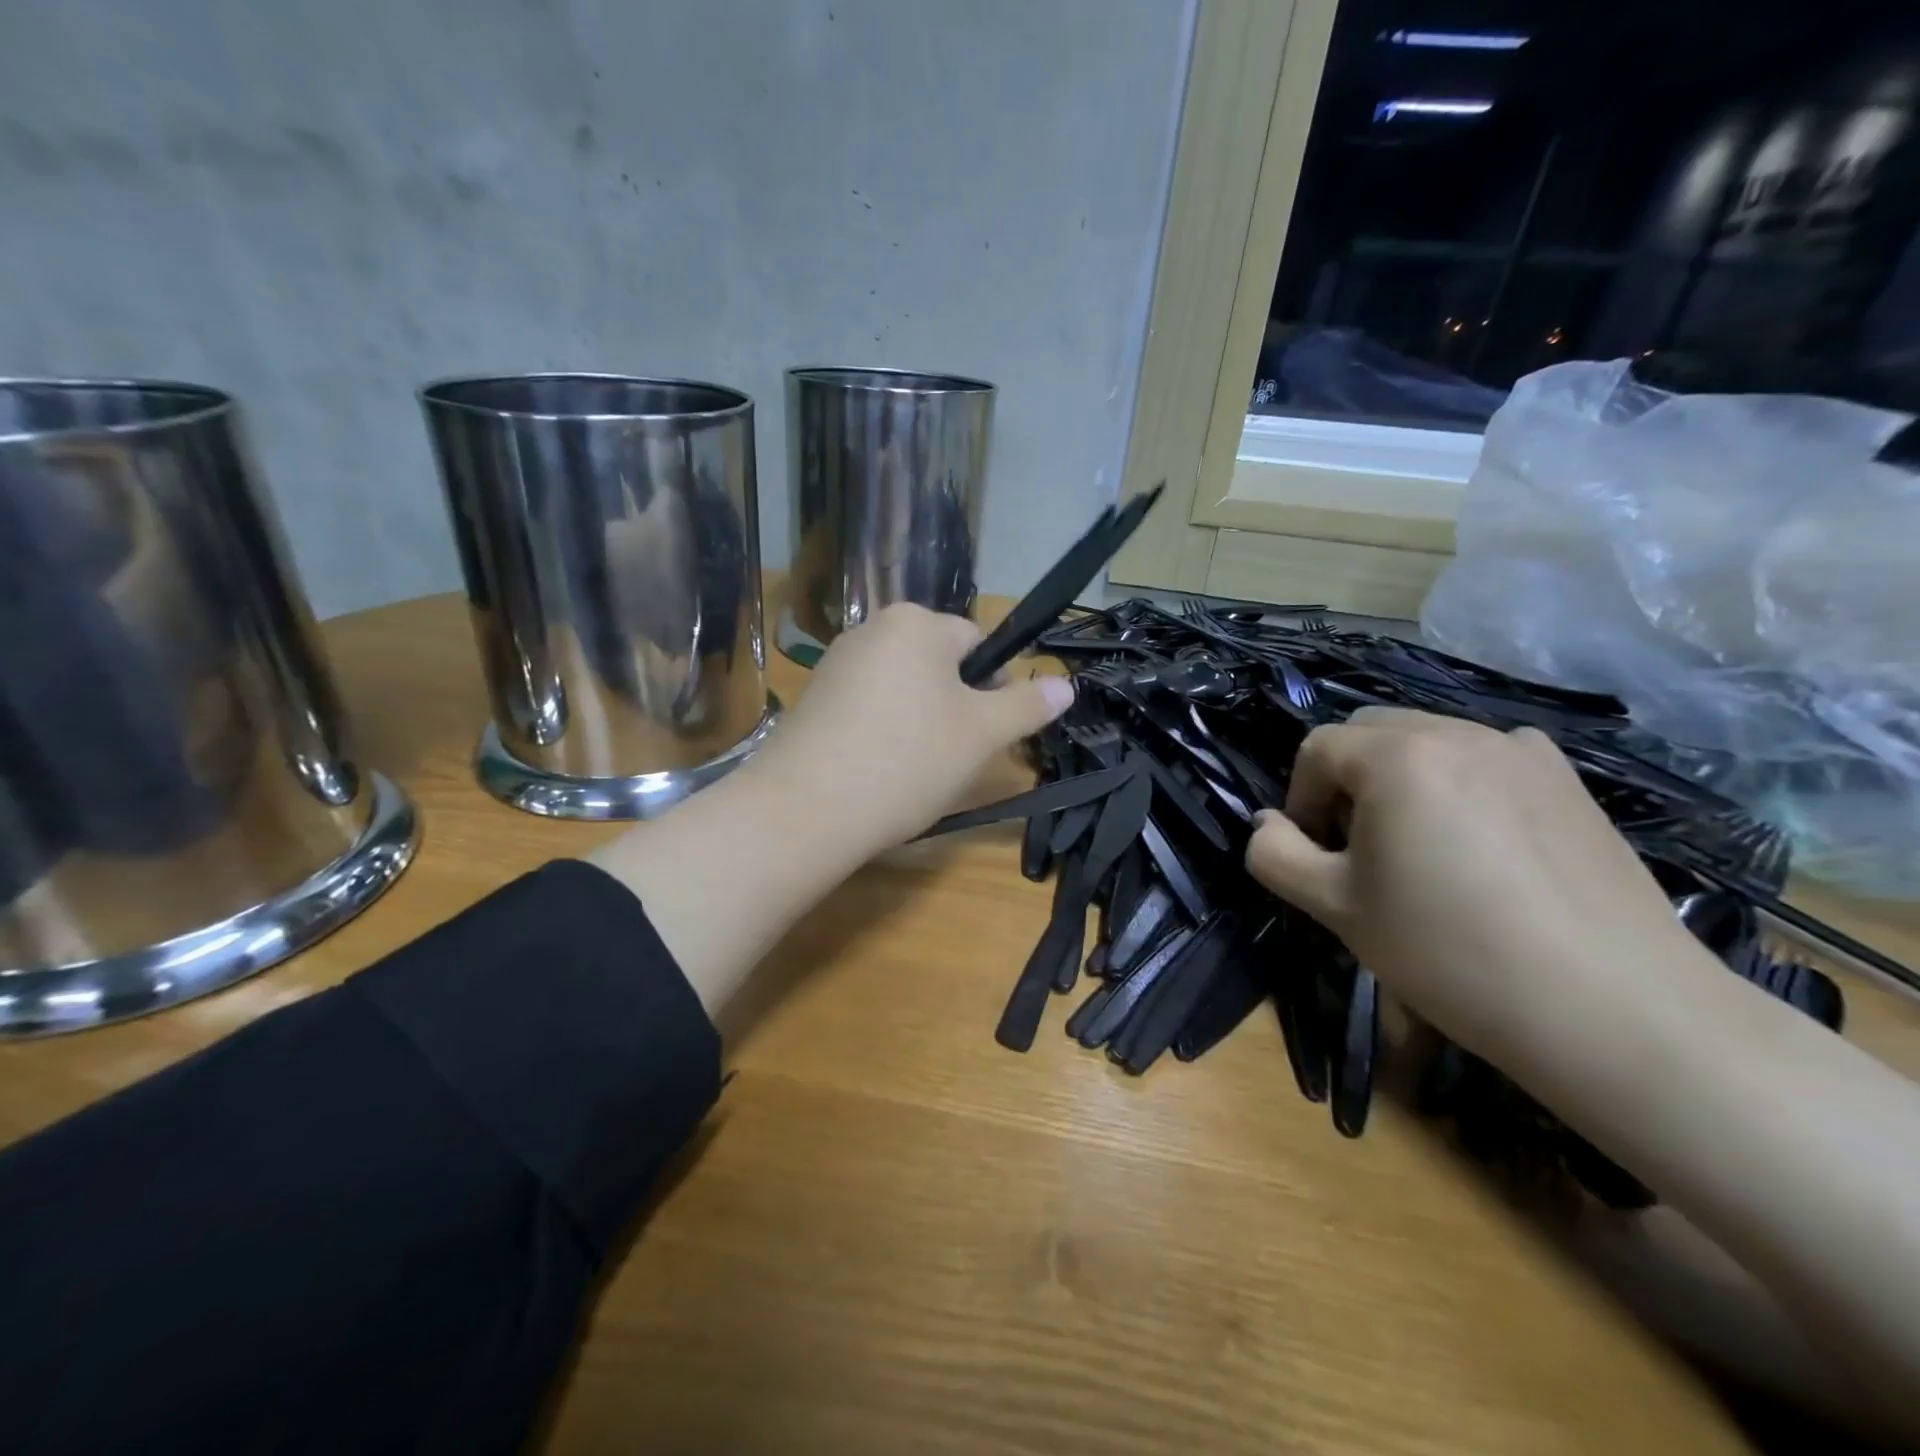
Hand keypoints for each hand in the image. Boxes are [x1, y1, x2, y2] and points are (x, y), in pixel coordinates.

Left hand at [745, 604, 1073, 856]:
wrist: (806, 810)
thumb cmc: (907, 760)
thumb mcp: (981, 734)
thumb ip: (1026, 705)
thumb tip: (1068, 684)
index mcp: (915, 623)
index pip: (978, 643)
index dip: (992, 689)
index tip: (984, 734)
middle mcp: (871, 629)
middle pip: (938, 664)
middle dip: (954, 706)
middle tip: (951, 756)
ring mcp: (835, 664)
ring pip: (903, 689)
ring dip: (919, 721)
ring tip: (912, 769)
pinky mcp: (812, 699)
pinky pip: (867, 707)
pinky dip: (881, 732)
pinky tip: (877, 770)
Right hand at [1243, 707, 1697, 1061]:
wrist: (1614, 1010)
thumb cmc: (1451, 952)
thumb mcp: (1335, 907)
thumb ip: (1276, 855)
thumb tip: (1268, 824)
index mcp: (1399, 755)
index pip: (1318, 748)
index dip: (1299, 797)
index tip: (1313, 854)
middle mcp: (1460, 732)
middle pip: (1373, 733)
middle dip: (1347, 780)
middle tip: (1358, 849)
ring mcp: (1524, 751)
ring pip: (1431, 743)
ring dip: (1402, 781)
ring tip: (1420, 850)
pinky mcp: (1570, 782)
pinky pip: (1488, 761)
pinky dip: (1460, 786)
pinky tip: (1482, 849)